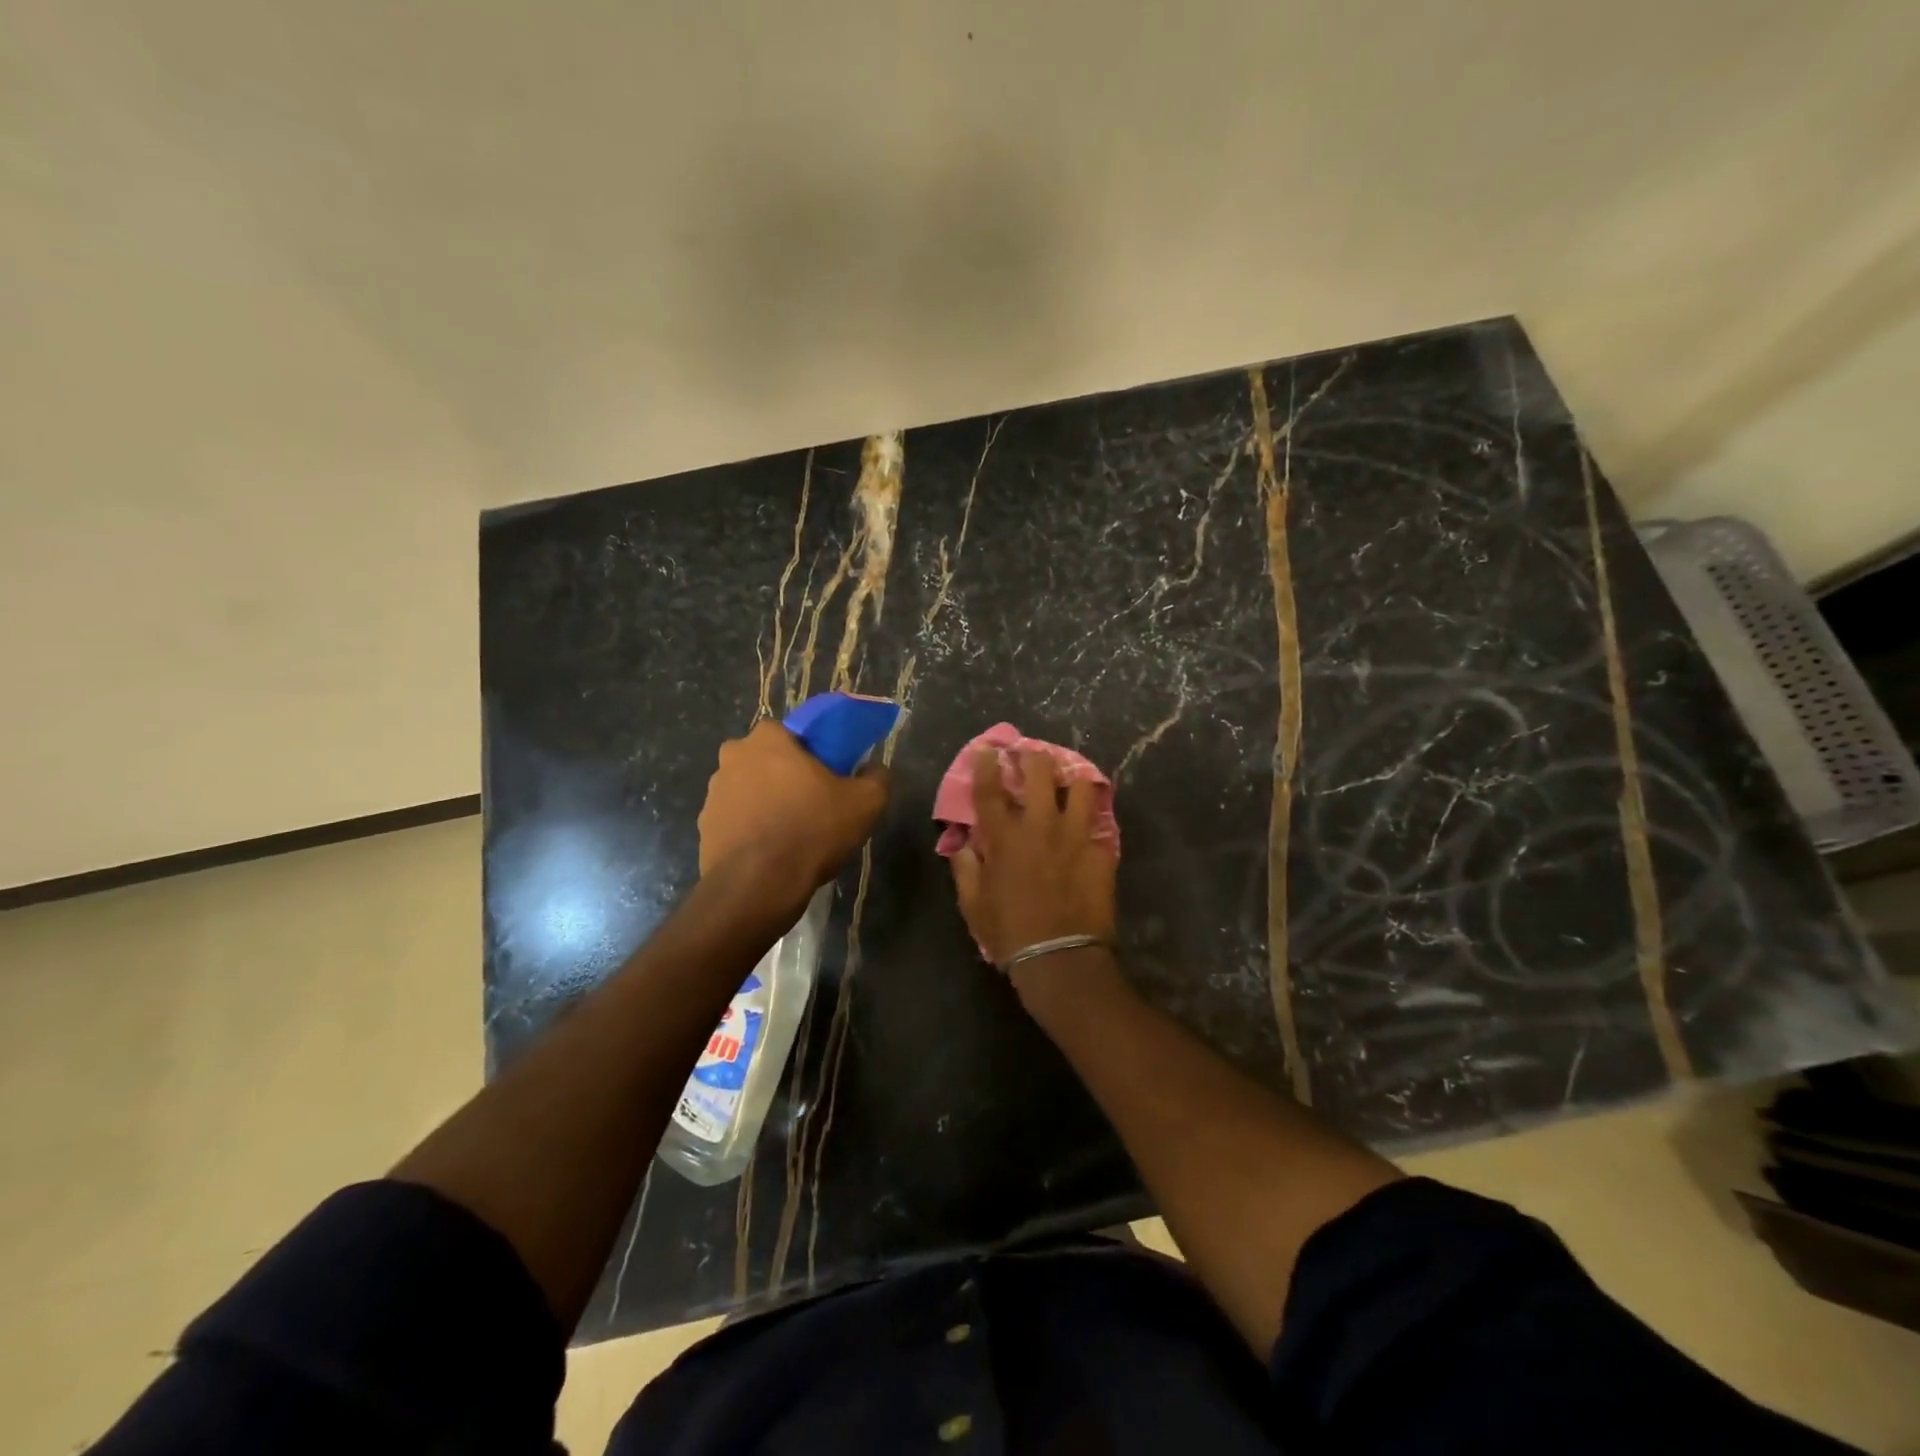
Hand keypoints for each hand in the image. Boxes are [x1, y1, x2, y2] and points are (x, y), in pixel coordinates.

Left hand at [698, 721, 889, 903]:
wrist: (758, 887)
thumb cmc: (812, 831)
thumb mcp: (865, 803)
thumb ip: (876, 778)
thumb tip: (875, 769)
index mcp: (767, 739)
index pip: (792, 732)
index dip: (811, 752)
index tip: (827, 775)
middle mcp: (733, 757)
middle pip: (767, 759)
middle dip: (785, 775)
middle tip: (811, 802)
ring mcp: (713, 793)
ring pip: (749, 789)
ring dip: (766, 802)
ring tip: (791, 832)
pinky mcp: (704, 827)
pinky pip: (735, 819)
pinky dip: (751, 829)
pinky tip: (771, 851)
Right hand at [950, 748, 1117, 966]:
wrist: (1060, 959)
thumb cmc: (1009, 932)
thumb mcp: (973, 904)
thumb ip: (965, 868)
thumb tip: (962, 844)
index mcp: (1004, 837)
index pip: (990, 789)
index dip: (987, 763)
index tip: (989, 748)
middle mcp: (1040, 826)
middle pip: (1040, 772)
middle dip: (1034, 756)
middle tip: (1032, 754)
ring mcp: (1075, 836)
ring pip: (1081, 786)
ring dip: (1073, 778)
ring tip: (1070, 779)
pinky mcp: (1101, 851)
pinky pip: (1101, 823)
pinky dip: (1093, 819)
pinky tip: (1091, 821)